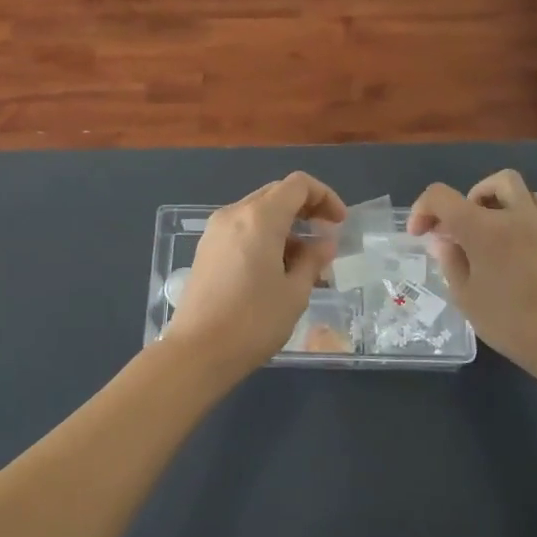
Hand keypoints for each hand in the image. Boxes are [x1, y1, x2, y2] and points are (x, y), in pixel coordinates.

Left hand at [168, 173, 346, 377]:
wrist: (197, 351)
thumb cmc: (253, 321)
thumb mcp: (295, 293)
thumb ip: (313, 260)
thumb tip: (324, 243)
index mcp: (259, 218)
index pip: (298, 185)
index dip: (324, 196)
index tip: (339, 223)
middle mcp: (234, 214)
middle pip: (276, 194)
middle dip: (305, 208)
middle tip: (325, 237)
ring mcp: (215, 231)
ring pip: (258, 211)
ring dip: (285, 225)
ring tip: (304, 261)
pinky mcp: (206, 249)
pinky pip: (242, 229)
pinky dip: (264, 236)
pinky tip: (276, 269)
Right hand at [408, 169, 536, 380]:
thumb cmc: (508, 321)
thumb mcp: (465, 296)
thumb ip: (450, 261)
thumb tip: (445, 241)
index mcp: (482, 229)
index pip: (442, 196)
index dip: (423, 209)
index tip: (420, 235)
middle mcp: (512, 216)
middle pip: (487, 183)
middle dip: (463, 199)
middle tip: (455, 229)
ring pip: (514, 188)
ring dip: (491, 200)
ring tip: (480, 231)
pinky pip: (533, 206)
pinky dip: (514, 211)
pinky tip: (504, 240)